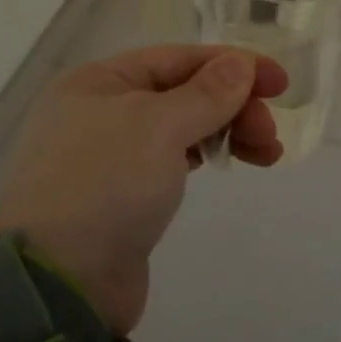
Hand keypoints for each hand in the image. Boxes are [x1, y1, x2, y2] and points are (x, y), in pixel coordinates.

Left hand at [0, 45, 287, 334]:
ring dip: (226, 131)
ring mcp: (110, 156)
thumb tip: (239, 64)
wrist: (60, 283)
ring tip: (267, 154)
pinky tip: (228, 163)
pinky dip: (204, 155)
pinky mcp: (122, 195)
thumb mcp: (159, 126)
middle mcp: (101, 111)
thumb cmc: (106, 185)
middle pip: (182, 92)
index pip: (178, 58)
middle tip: (269, 134)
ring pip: (181, 127)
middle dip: (232, 105)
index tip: (280, 83)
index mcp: (99, 82)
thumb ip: (205, 93)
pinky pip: (172, 160)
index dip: (232, 65)